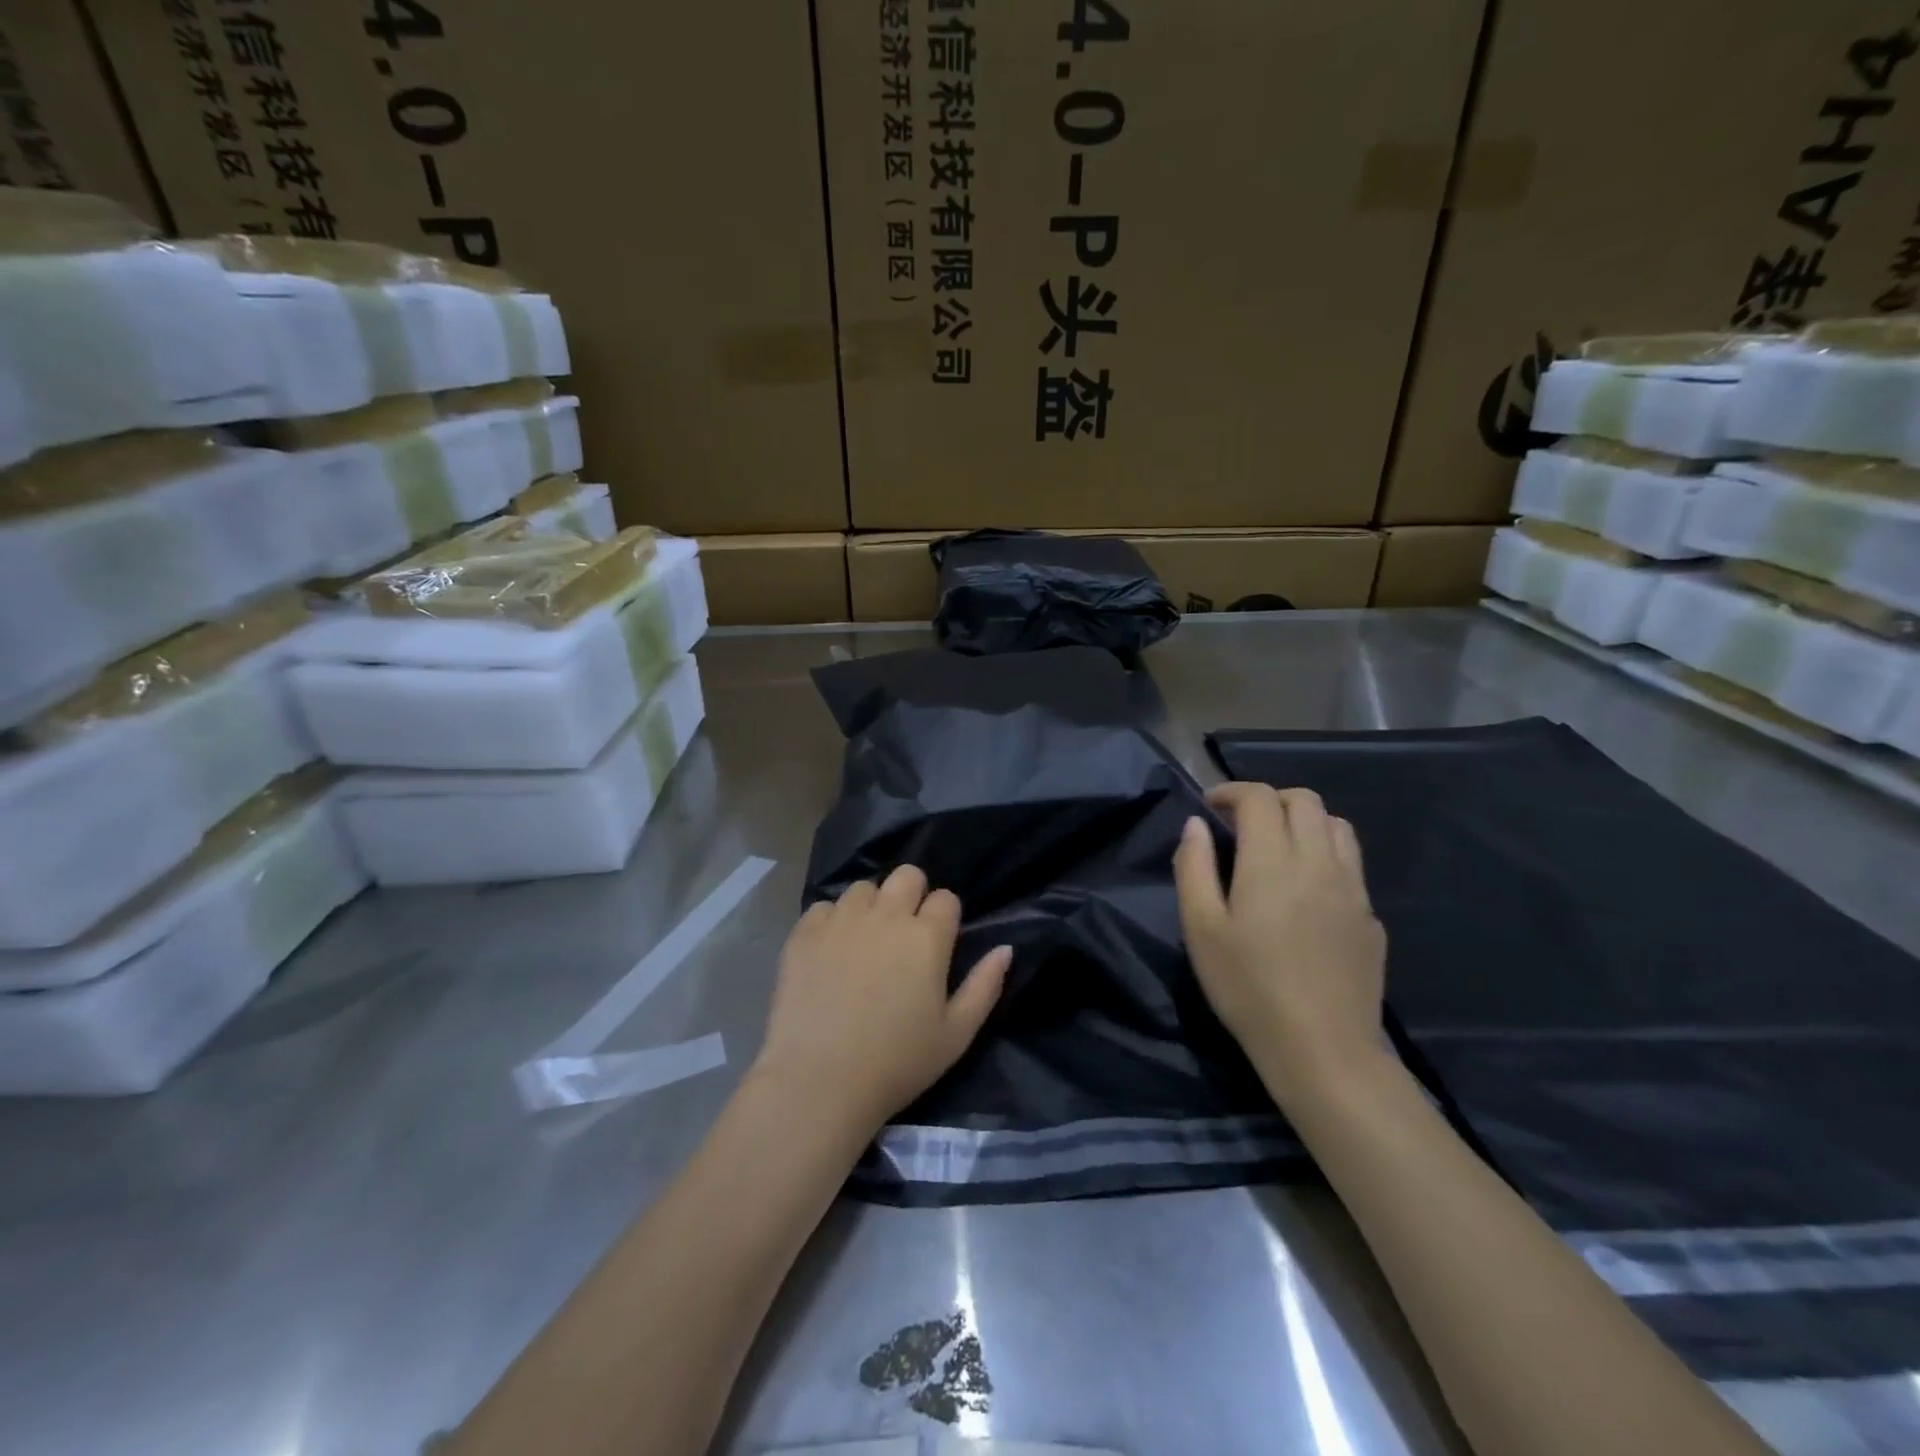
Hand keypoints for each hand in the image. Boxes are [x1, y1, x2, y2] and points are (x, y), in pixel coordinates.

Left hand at [753, 865, 1011, 1134]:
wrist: (819, 1081)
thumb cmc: (897, 1063)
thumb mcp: (956, 1035)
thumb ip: (985, 986)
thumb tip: (1006, 949)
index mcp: (927, 937)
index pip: (946, 898)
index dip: (945, 917)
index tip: (938, 944)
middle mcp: (886, 916)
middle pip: (907, 875)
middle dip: (912, 894)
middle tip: (905, 933)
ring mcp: (842, 921)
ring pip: (864, 887)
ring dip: (871, 906)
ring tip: (865, 940)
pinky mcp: (805, 933)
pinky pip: (824, 907)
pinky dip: (832, 921)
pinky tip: (831, 951)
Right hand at [1174, 783, 1387, 1099]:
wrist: (1323, 1050)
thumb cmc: (1248, 987)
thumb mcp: (1201, 928)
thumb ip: (1194, 867)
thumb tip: (1195, 825)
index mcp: (1272, 861)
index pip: (1260, 798)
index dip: (1232, 791)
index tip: (1210, 806)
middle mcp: (1319, 862)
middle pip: (1304, 800)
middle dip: (1269, 799)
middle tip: (1241, 823)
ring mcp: (1353, 889)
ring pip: (1337, 826)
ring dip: (1304, 820)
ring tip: (1278, 846)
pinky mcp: (1370, 917)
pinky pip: (1351, 864)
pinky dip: (1325, 855)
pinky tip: (1307, 890)